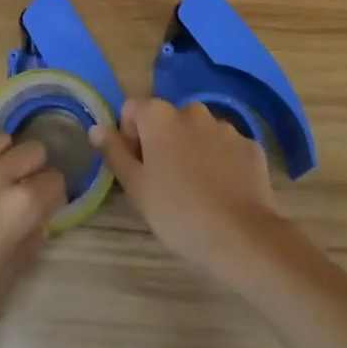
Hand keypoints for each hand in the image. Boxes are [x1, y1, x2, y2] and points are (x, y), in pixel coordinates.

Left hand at [0, 134, 65, 347]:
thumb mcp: (7, 280)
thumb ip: (29, 243)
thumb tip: (39, 223)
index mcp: (18, 208)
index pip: (54, 181)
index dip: (54, 195)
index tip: (46, 207)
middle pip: (31, 151)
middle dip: (34, 170)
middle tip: (22, 190)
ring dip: (4, 157)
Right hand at [92, 98, 283, 278]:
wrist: (241, 237)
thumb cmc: (178, 212)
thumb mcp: (136, 187)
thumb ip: (114, 153)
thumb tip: (96, 129)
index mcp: (159, 116)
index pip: (132, 110)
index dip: (129, 137)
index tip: (137, 168)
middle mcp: (192, 110)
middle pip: (167, 120)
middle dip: (163, 143)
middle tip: (165, 183)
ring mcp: (225, 127)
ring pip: (198, 133)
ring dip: (193, 151)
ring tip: (197, 190)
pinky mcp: (250, 146)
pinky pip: (226, 148)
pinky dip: (221, 162)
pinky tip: (223, 193)